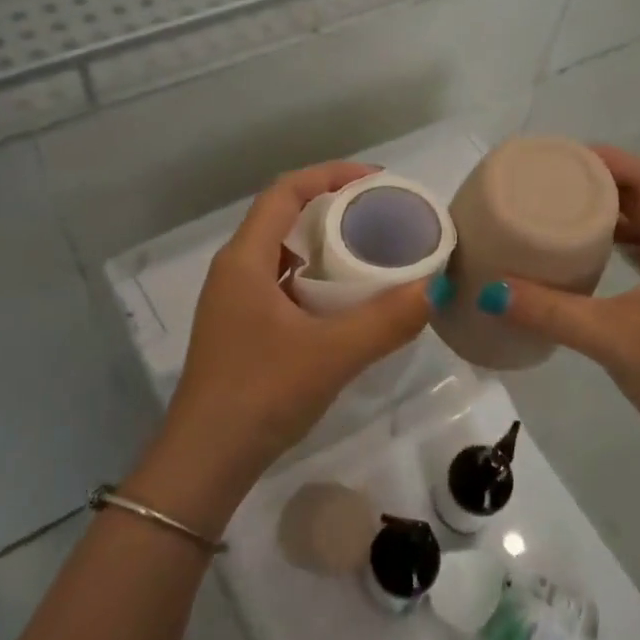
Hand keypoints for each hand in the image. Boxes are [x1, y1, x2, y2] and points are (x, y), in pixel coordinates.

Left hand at [128, 162, 431, 530]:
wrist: (204, 464)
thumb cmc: (260, 395)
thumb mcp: (331, 355)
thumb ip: (386, 321)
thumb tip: (436, 288)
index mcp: (245, 260)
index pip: (285, 192)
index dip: (330, 175)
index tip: (376, 181)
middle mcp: (235, 271)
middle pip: (284, 217)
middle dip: (333, 208)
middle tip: (381, 216)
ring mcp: (236, 303)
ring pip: (284, 253)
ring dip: (324, 245)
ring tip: (371, 252)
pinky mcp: (243, 330)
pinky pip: (283, 284)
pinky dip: (316, 279)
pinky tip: (346, 301)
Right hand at [493, 145, 639, 447]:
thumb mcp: (612, 336)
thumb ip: (550, 312)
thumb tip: (491, 292)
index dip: (607, 159)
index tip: (561, 157)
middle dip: (601, 187)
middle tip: (551, 184)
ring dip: (610, 220)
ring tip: (561, 216)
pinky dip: (618, 251)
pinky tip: (586, 263)